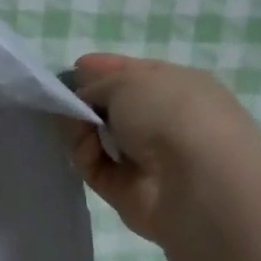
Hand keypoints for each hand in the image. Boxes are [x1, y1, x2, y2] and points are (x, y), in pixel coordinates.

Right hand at [64, 53, 260, 242]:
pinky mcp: (129, 192)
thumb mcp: (128, 80)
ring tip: (72, 126)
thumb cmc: (169, 112)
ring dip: (81, 130)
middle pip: (115, 109)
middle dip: (87, 102)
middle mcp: (165, 122)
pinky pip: (96, 169)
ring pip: (101, 139)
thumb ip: (98, 84)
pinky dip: (85, 157)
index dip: (105, 70)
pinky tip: (86, 150)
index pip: (135, 74)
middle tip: (62, 100)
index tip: (75, 68)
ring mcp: (148, 159)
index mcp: (177, 86)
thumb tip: (84, 97)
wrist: (197, 180)